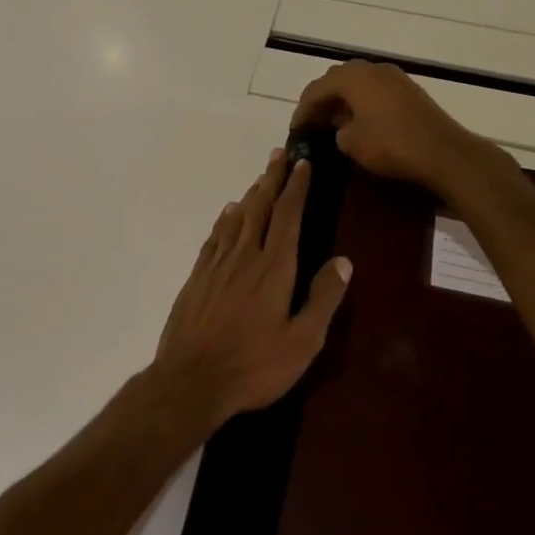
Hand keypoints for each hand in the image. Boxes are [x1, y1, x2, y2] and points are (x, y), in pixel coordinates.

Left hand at [152, 149, 352, 425]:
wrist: (191, 379)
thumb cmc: (255, 366)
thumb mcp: (303, 342)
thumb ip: (323, 299)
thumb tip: (343, 261)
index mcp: (275, 268)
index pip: (288, 216)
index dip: (297, 187)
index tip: (303, 163)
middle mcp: (246, 256)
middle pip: (261, 207)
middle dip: (272, 179)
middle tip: (280, 155)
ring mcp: (218, 264)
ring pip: (237, 218)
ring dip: (251, 194)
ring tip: (261, 178)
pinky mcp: (197, 277)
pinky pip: (215, 237)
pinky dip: (225, 219)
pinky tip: (229, 213)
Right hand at [291, 60, 503, 196]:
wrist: (443, 152)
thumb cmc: (390, 145)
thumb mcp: (351, 143)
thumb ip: (337, 131)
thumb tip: (341, 128)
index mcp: (353, 78)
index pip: (316, 89)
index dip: (303, 109)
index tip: (296, 130)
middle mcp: (372, 69)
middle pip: (337, 80)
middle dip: (323, 100)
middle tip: (313, 122)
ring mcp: (394, 77)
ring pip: (359, 83)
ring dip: (344, 100)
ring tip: (335, 122)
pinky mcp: (410, 91)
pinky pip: (376, 91)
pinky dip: (363, 102)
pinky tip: (361, 122)